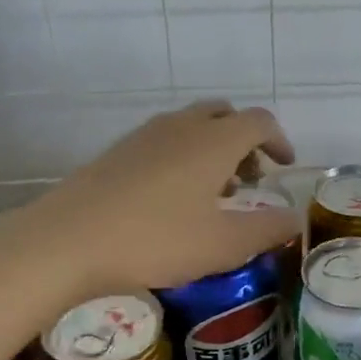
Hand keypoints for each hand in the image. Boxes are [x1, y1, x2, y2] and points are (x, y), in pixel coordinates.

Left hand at [0, 101, 296, 296]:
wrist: (65, 240)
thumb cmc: (155, 240)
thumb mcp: (223, 245)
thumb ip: (267, 230)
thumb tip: (295, 219)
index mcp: (214, 141)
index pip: (259, 122)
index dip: (279, 141)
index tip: (285, 166)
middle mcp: (182, 126)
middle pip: (224, 115)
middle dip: (245, 141)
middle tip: (250, 179)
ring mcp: (145, 135)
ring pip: (192, 125)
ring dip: (213, 148)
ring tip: (213, 193)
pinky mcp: (118, 151)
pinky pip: (165, 139)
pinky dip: (184, 156)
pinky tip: (172, 198)